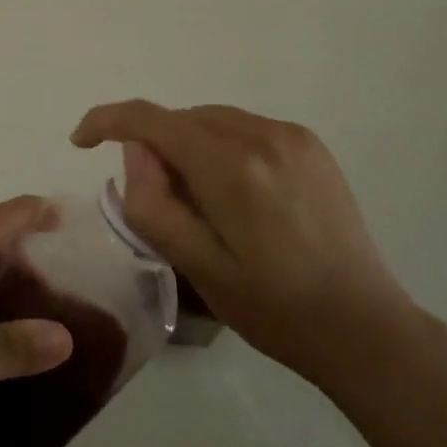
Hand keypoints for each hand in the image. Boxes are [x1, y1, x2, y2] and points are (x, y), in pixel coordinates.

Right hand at [72, 101, 420, 389]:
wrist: (364, 327)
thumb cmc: (273, 308)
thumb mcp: (197, 267)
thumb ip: (153, 204)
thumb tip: (135, 153)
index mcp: (231, 167)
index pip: (150, 120)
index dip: (107, 121)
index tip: (81, 141)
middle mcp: (262, 135)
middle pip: (181, 118)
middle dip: (155, 147)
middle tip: (161, 201)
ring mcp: (292, 136)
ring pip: (212, 119)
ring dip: (189, 146)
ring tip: (202, 201)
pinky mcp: (310, 145)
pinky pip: (244, 127)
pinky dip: (222, 146)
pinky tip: (237, 193)